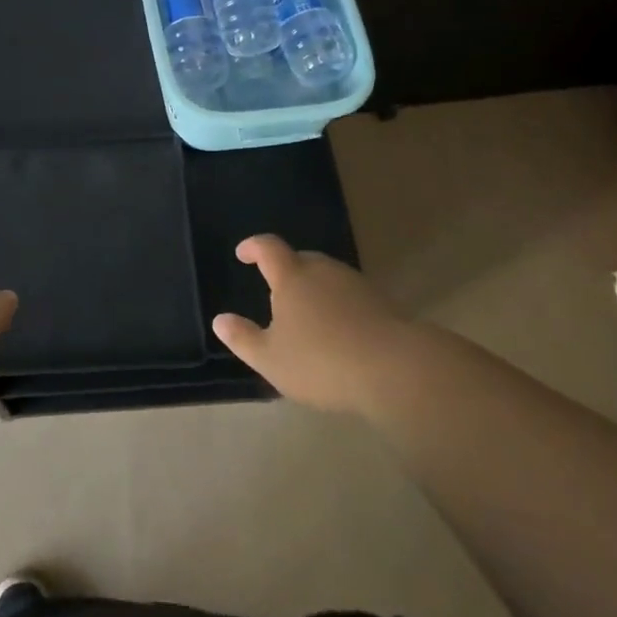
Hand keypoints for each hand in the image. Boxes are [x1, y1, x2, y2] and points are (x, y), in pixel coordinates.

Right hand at [212, 235, 401, 415]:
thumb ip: (243, 339)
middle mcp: (323, 270)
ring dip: (315, 288)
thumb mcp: (271, 359)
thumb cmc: (321, 361)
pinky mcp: (383, 303)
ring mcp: (356, 284)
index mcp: (292, 276)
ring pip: (328, 277)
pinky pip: (351, 296)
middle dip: (287, 269)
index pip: (268, 248)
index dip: (253, 247)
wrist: (396, 369)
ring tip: (308, 314)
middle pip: (301, 259)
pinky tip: (341, 331)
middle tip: (277, 289)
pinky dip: (340, 305)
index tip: (243, 253)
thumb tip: (219, 321)